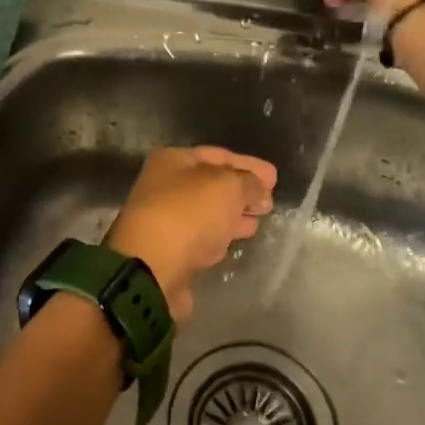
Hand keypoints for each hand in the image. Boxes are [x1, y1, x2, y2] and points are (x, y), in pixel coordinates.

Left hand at [105, 147, 276, 316]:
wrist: (150, 269)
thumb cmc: (188, 214)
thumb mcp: (228, 187)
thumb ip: (249, 183)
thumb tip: (259, 190)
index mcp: (172, 161)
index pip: (218, 155)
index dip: (248, 165)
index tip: (275, 177)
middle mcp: (163, 187)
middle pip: (210, 185)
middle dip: (242, 191)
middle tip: (269, 201)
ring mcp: (164, 221)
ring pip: (206, 213)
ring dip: (232, 215)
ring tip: (258, 220)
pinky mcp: (169, 252)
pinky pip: (201, 237)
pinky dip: (219, 236)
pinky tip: (234, 240)